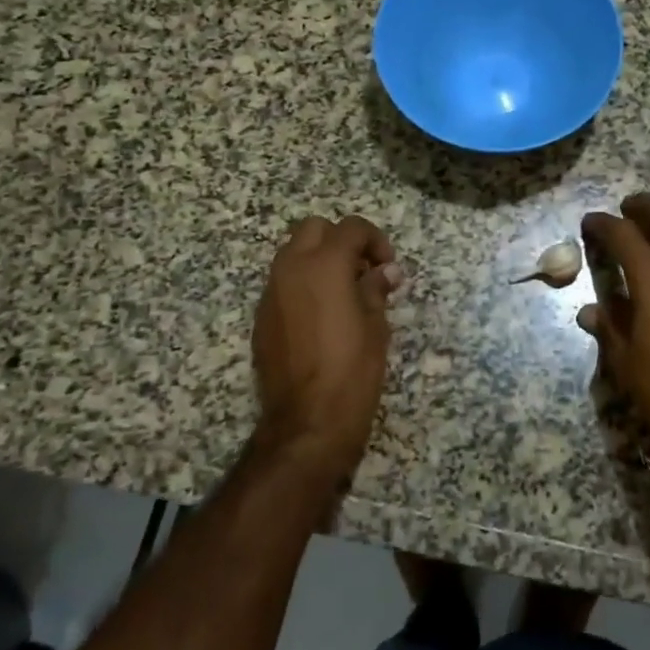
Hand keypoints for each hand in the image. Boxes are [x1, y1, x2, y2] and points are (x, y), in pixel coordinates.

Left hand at [252, 215, 403, 473]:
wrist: (307, 421)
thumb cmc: (352, 370)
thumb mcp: (376, 326)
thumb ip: (376, 289)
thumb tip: (385, 272)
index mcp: (324, 265)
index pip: (351, 228)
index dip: (375, 240)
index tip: (387, 267)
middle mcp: (291, 269)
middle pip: (313, 229)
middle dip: (340, 241)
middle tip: (362, 271)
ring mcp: (271, 293)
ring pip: (293, 254)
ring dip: (318, 261)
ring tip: (343, 294)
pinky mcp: (261, 318)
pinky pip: (283, 284)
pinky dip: (303, 285)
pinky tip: (321, 317)